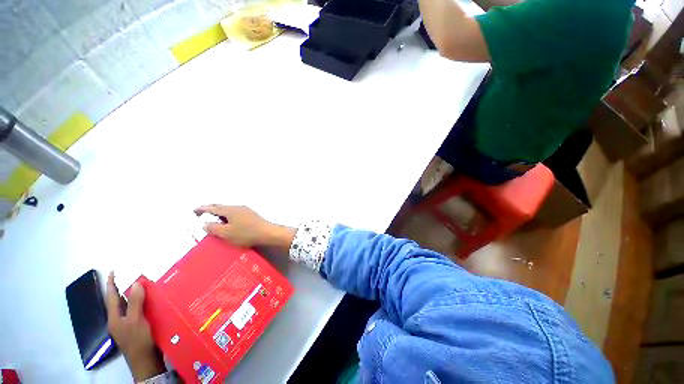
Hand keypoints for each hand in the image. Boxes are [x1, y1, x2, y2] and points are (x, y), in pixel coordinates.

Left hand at [106, 272, 165, 381]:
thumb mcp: (136, 320)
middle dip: (123, 288)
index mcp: (114, 317)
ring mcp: (127, 324)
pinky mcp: (136, 327)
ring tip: (142, 284)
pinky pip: (137, 310)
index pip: (111, 297)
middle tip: (132, 275)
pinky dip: (141, 303)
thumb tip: (135, 283)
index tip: (113, 271)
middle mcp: (118, 319)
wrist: (146, 361)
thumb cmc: (138, 340)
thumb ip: (134, 302)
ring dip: (133, 295)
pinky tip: (150, 300)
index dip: (111, 284)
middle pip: (119, 300)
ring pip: (129, 305)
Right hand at [194, 205, 294, 250]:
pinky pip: (235, 212)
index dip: (202, 209)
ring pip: (229, 209)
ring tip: (214, 218)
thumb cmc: (246, 233)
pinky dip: (228, 215)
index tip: (194, 210)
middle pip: (221, 206)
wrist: (267, 232)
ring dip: (220, 212)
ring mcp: (246, 210)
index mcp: (230, 210)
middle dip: (210, 209)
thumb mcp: (226, 233)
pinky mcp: (251, 214)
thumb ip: (213, 228)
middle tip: (202, 212)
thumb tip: (204, 223)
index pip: (213, 208)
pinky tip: (229, 221)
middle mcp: (237, 207)